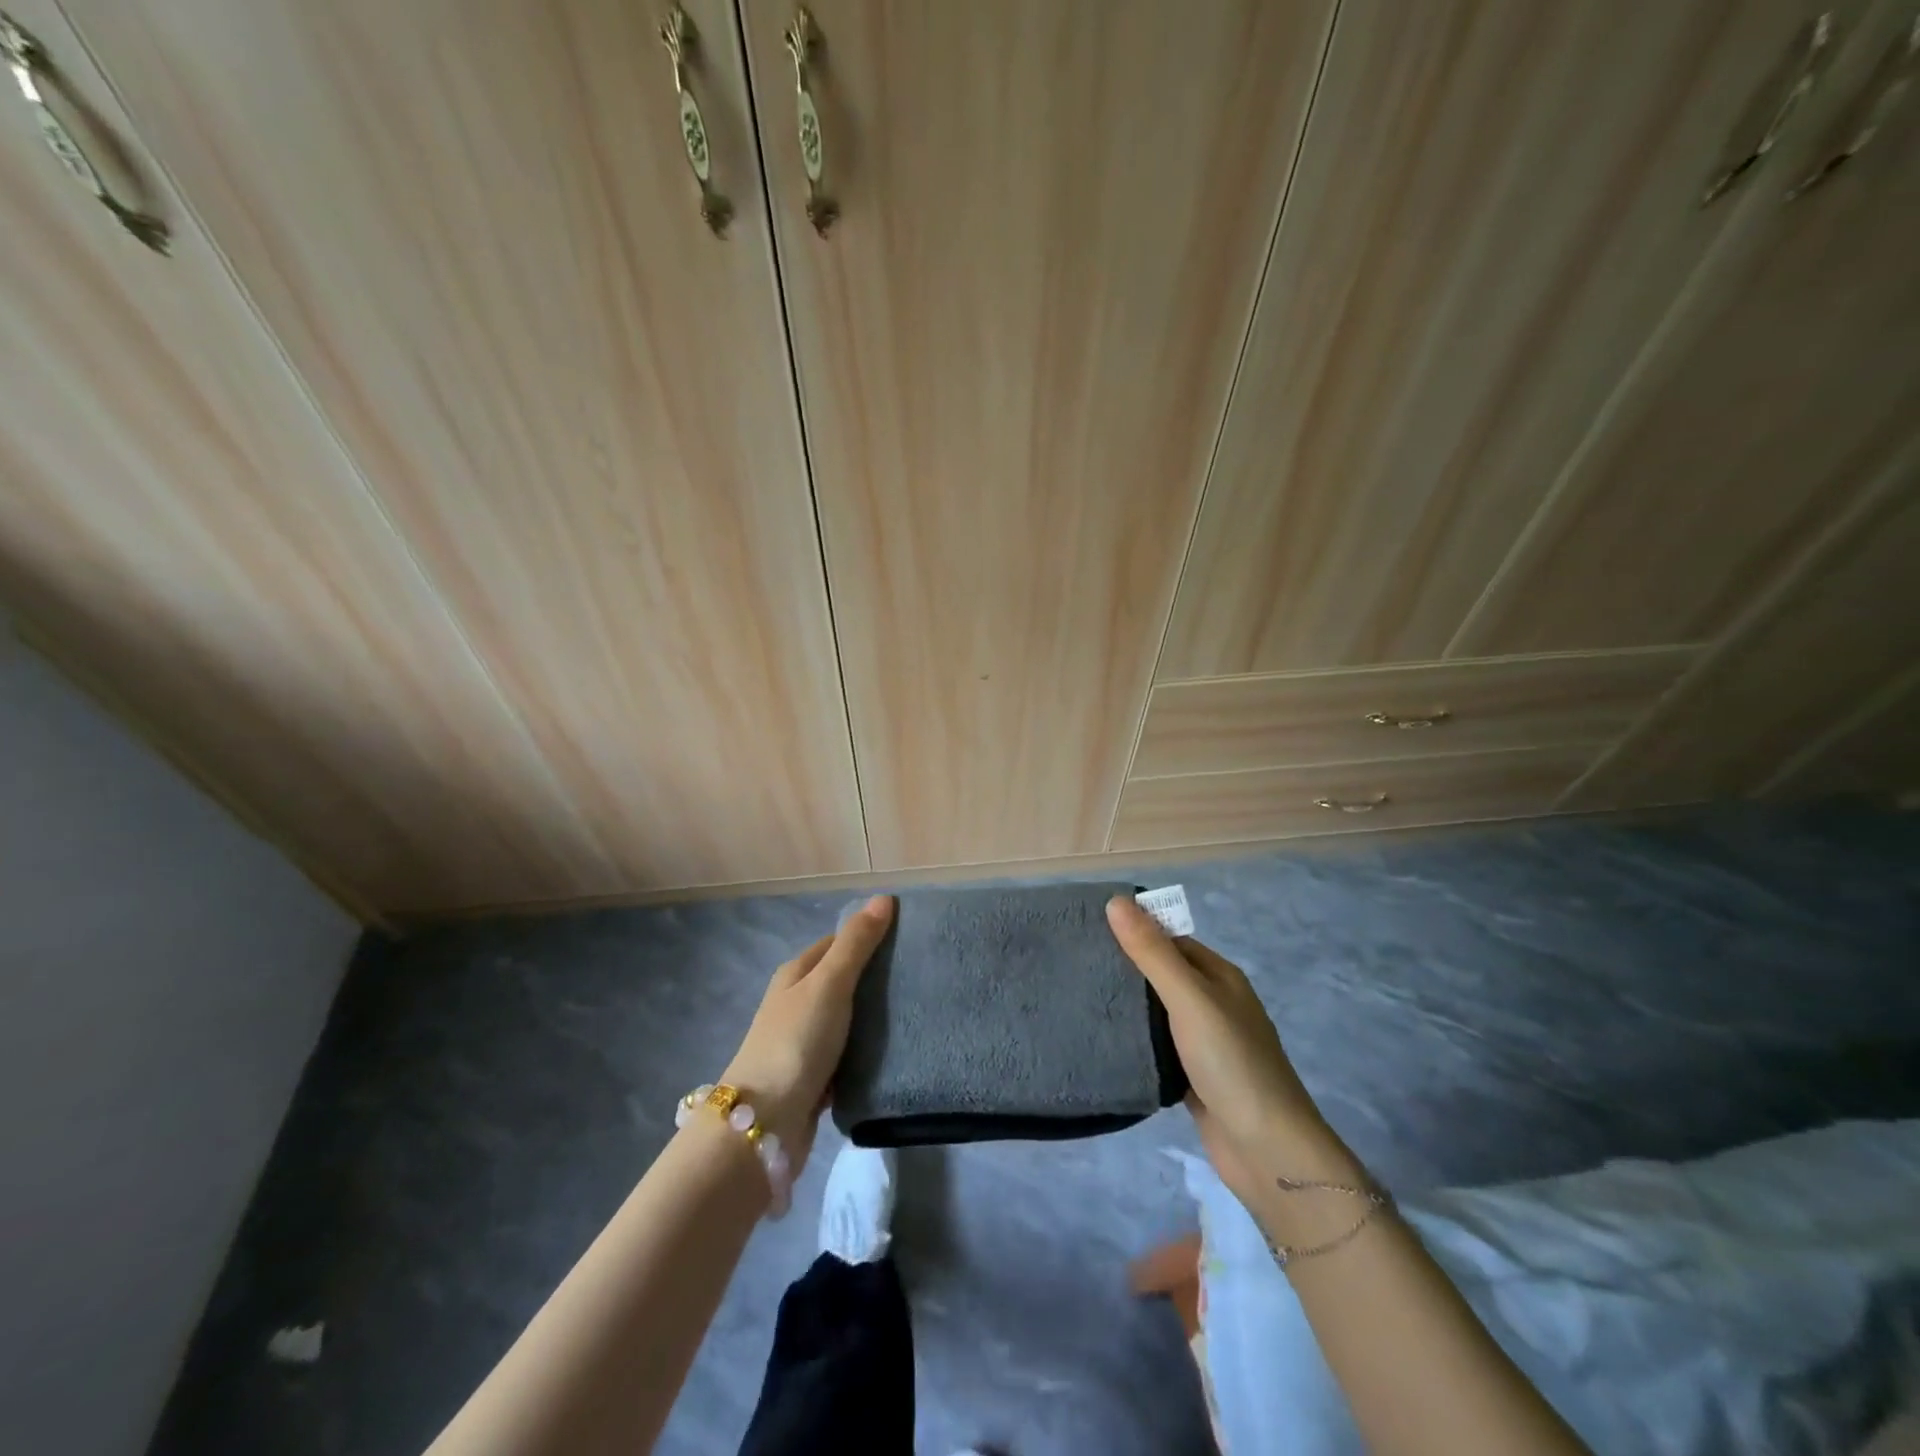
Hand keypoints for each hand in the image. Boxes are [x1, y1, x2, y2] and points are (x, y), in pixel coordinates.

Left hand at [722, 894, 893, 1174]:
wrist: (764, 1126)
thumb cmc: (796, 1043)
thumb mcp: (828, 985)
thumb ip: (856, 944)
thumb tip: (883, 898)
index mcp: (797, 973)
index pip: (839, 942)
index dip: (871, 936)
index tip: (911, 939)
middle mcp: (798, 1002)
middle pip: (844, 980)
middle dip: (878, 978)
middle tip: (923, 976)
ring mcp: (805, 1041)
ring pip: (849, 1019)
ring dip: (876, 1017)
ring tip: (919, 1011)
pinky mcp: (816, 1077)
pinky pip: (850, 1054)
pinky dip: (869, 1051)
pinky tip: (898, 1052)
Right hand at [1106, 897, 1357, 1203]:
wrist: (1268, 1153)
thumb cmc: (1232, 1063)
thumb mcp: (1190, 999)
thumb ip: (1153, 953)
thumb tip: (1116, 901)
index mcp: (1219, 976)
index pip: (1170, 938)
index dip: (1134, 929)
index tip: (1087, 927)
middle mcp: (1214, 1003)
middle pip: (1163, 973)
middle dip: (1125, 966)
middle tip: (1074, 960)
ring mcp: (1205, 1042)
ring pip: (1157, 1011)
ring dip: (1127, 1004)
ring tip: (1078, 994)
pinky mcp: (1193, 1077)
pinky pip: (1157, 1046)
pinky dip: (1134, 1040)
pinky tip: (1102, 1038)